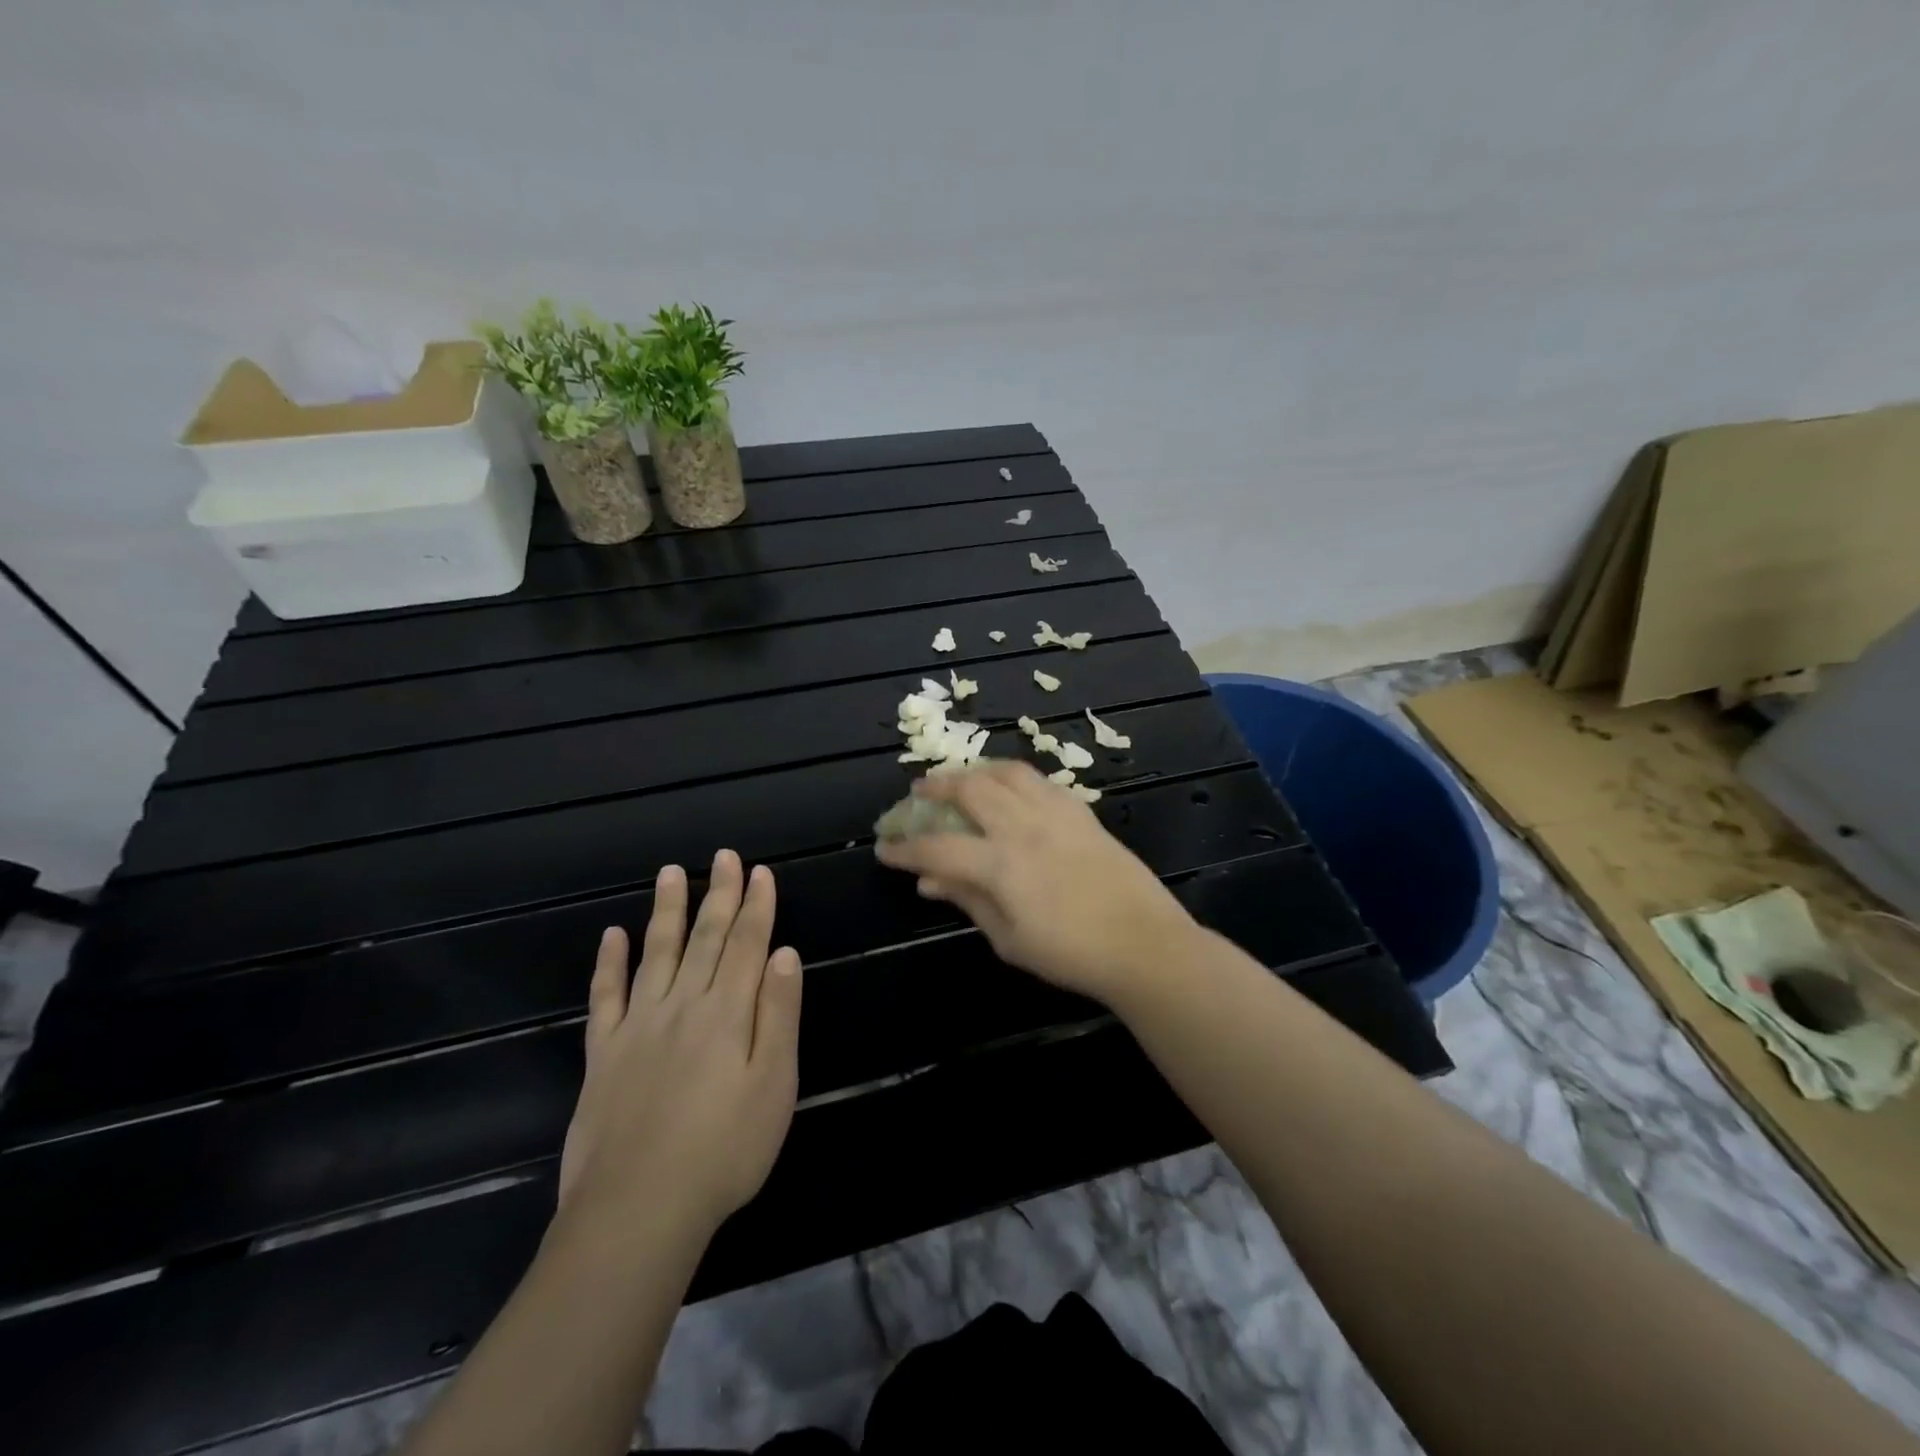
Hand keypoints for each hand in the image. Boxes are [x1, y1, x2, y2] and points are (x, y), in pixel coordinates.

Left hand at [557, 850, 802, 1238]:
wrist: (637, 1211)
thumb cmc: (724, 1151)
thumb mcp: (774, 1085)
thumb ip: (779, 1014)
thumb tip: (783, 954)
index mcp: (727, 1013)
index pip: (748, 944)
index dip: (756, 906)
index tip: (761, 872)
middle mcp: (682, 1005)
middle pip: (706, 938)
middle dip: (719, 894)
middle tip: (723, 856)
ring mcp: (638, 1027)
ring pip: (656, 954)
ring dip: (667, 911)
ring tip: (671, 873)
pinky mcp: (603, 1054)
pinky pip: (605, 997)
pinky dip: (609, 963)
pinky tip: (612, 935)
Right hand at [874, 761, 1195, 1002]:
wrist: (1143, 944)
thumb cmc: (1071, 954)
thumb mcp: (1009, 939)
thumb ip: (967, 901)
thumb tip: (928, 881)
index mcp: (1001, 864)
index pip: (938, 847)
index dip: (905, 847)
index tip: (884, 847)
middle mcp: (1024, 827)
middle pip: (970, 789)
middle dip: (936, 788)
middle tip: (918, 794)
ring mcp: (1056, 813)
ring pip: (1006, 772)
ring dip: (975, 771)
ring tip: (960, 779)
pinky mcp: (1081, 812)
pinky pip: (1040, 781)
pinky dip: (1013, 778)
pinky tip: (1008, 789)